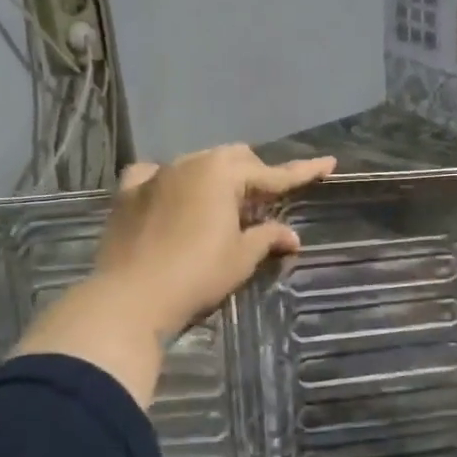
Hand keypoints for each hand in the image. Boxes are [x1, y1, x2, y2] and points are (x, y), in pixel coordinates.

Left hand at [12, 146, 335, 404]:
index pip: (274, 174)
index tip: (329, 163)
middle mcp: (190, 163)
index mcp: (223, 174)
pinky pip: (155, 175)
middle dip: (255, 175)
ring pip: (197, 163)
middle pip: (234, 159)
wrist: (130, 297)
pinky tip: (172, 195)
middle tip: (266, 203)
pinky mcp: (128, 192)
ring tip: (223, 206)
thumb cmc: (197, 275)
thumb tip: (292, 237)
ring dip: (217, 178)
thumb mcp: (241, 258)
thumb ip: (268, 238)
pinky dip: (171, 182)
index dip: (304, 172)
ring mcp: (156, 175)